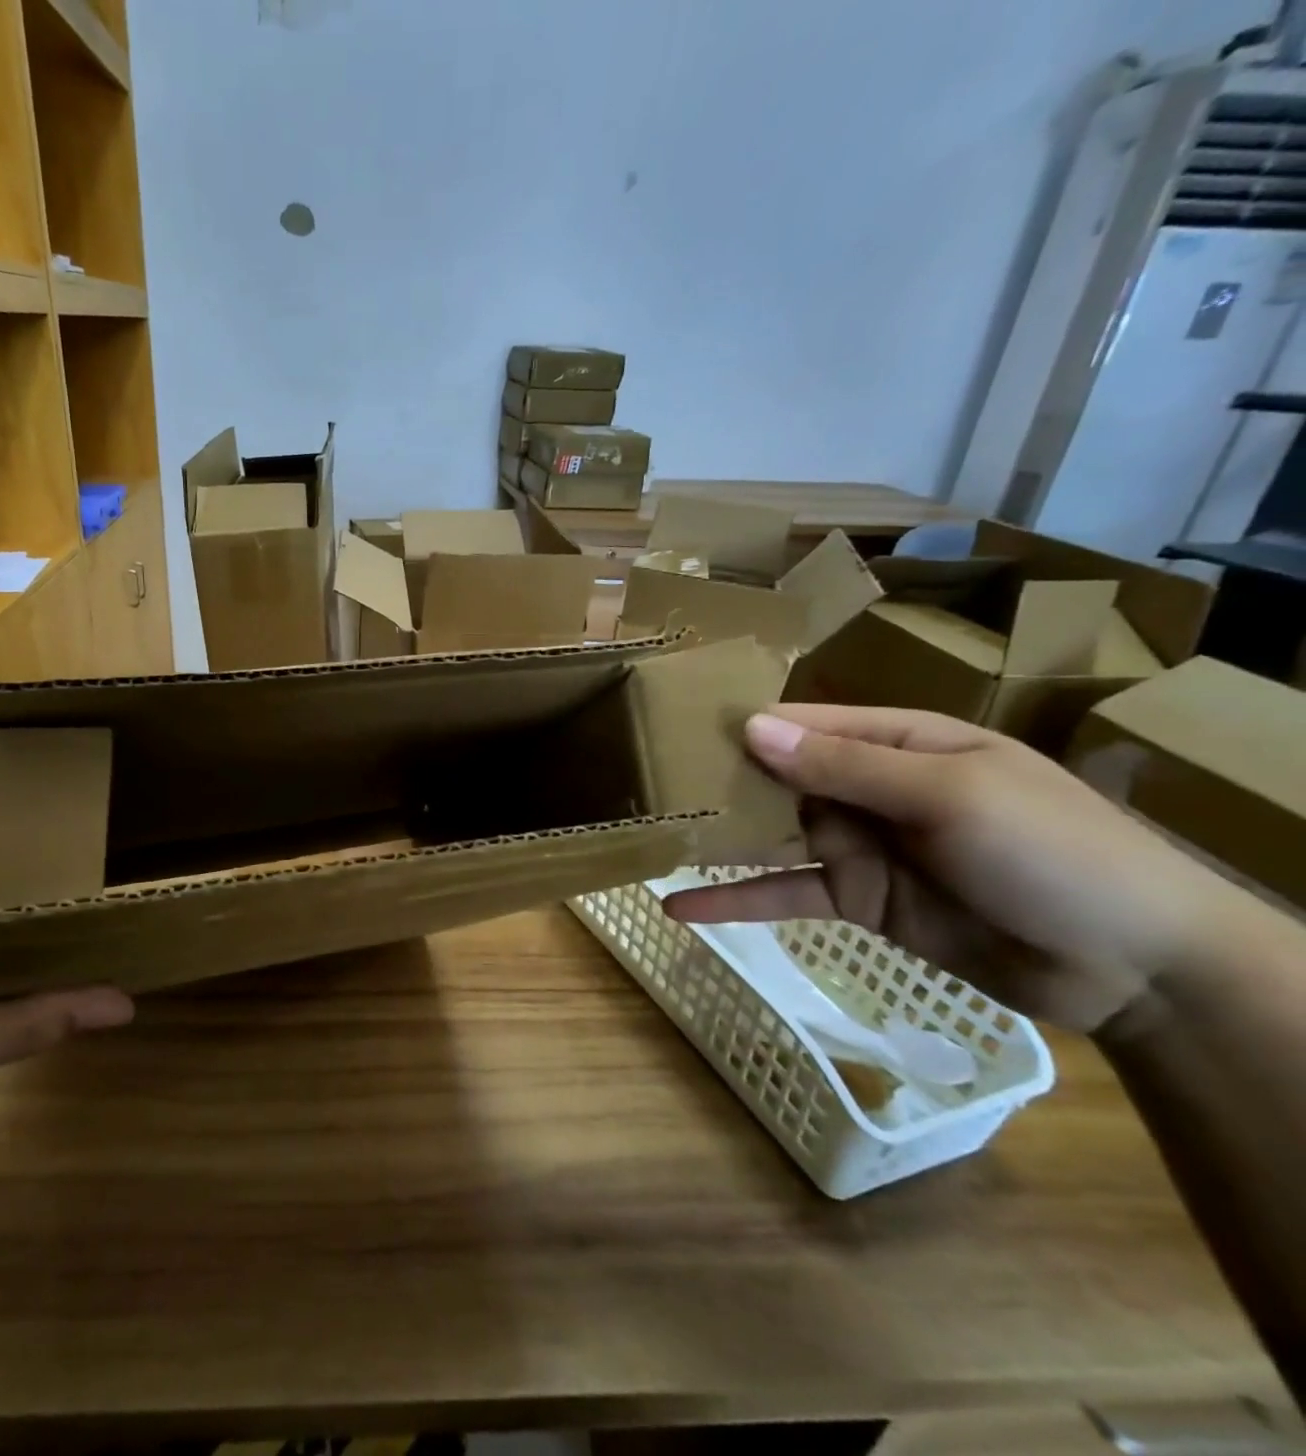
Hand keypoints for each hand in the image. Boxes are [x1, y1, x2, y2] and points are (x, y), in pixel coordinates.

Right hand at [662, 704, 1240, 1032]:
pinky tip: (679, 909)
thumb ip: (845, 766)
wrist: (1133, 967)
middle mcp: (867, 787)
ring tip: (645, 837)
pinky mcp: (854, 899)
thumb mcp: (948, 796)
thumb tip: (752, 729)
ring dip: (714, 838)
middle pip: (776, 777)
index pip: (804, 723)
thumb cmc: (1052, 851)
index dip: (742, 725)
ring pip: (769, 834)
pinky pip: (782, 893)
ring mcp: (858, 845)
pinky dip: (733, 900)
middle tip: (640, 786)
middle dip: (714, 782)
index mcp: (897, 742)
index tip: (671, 729)